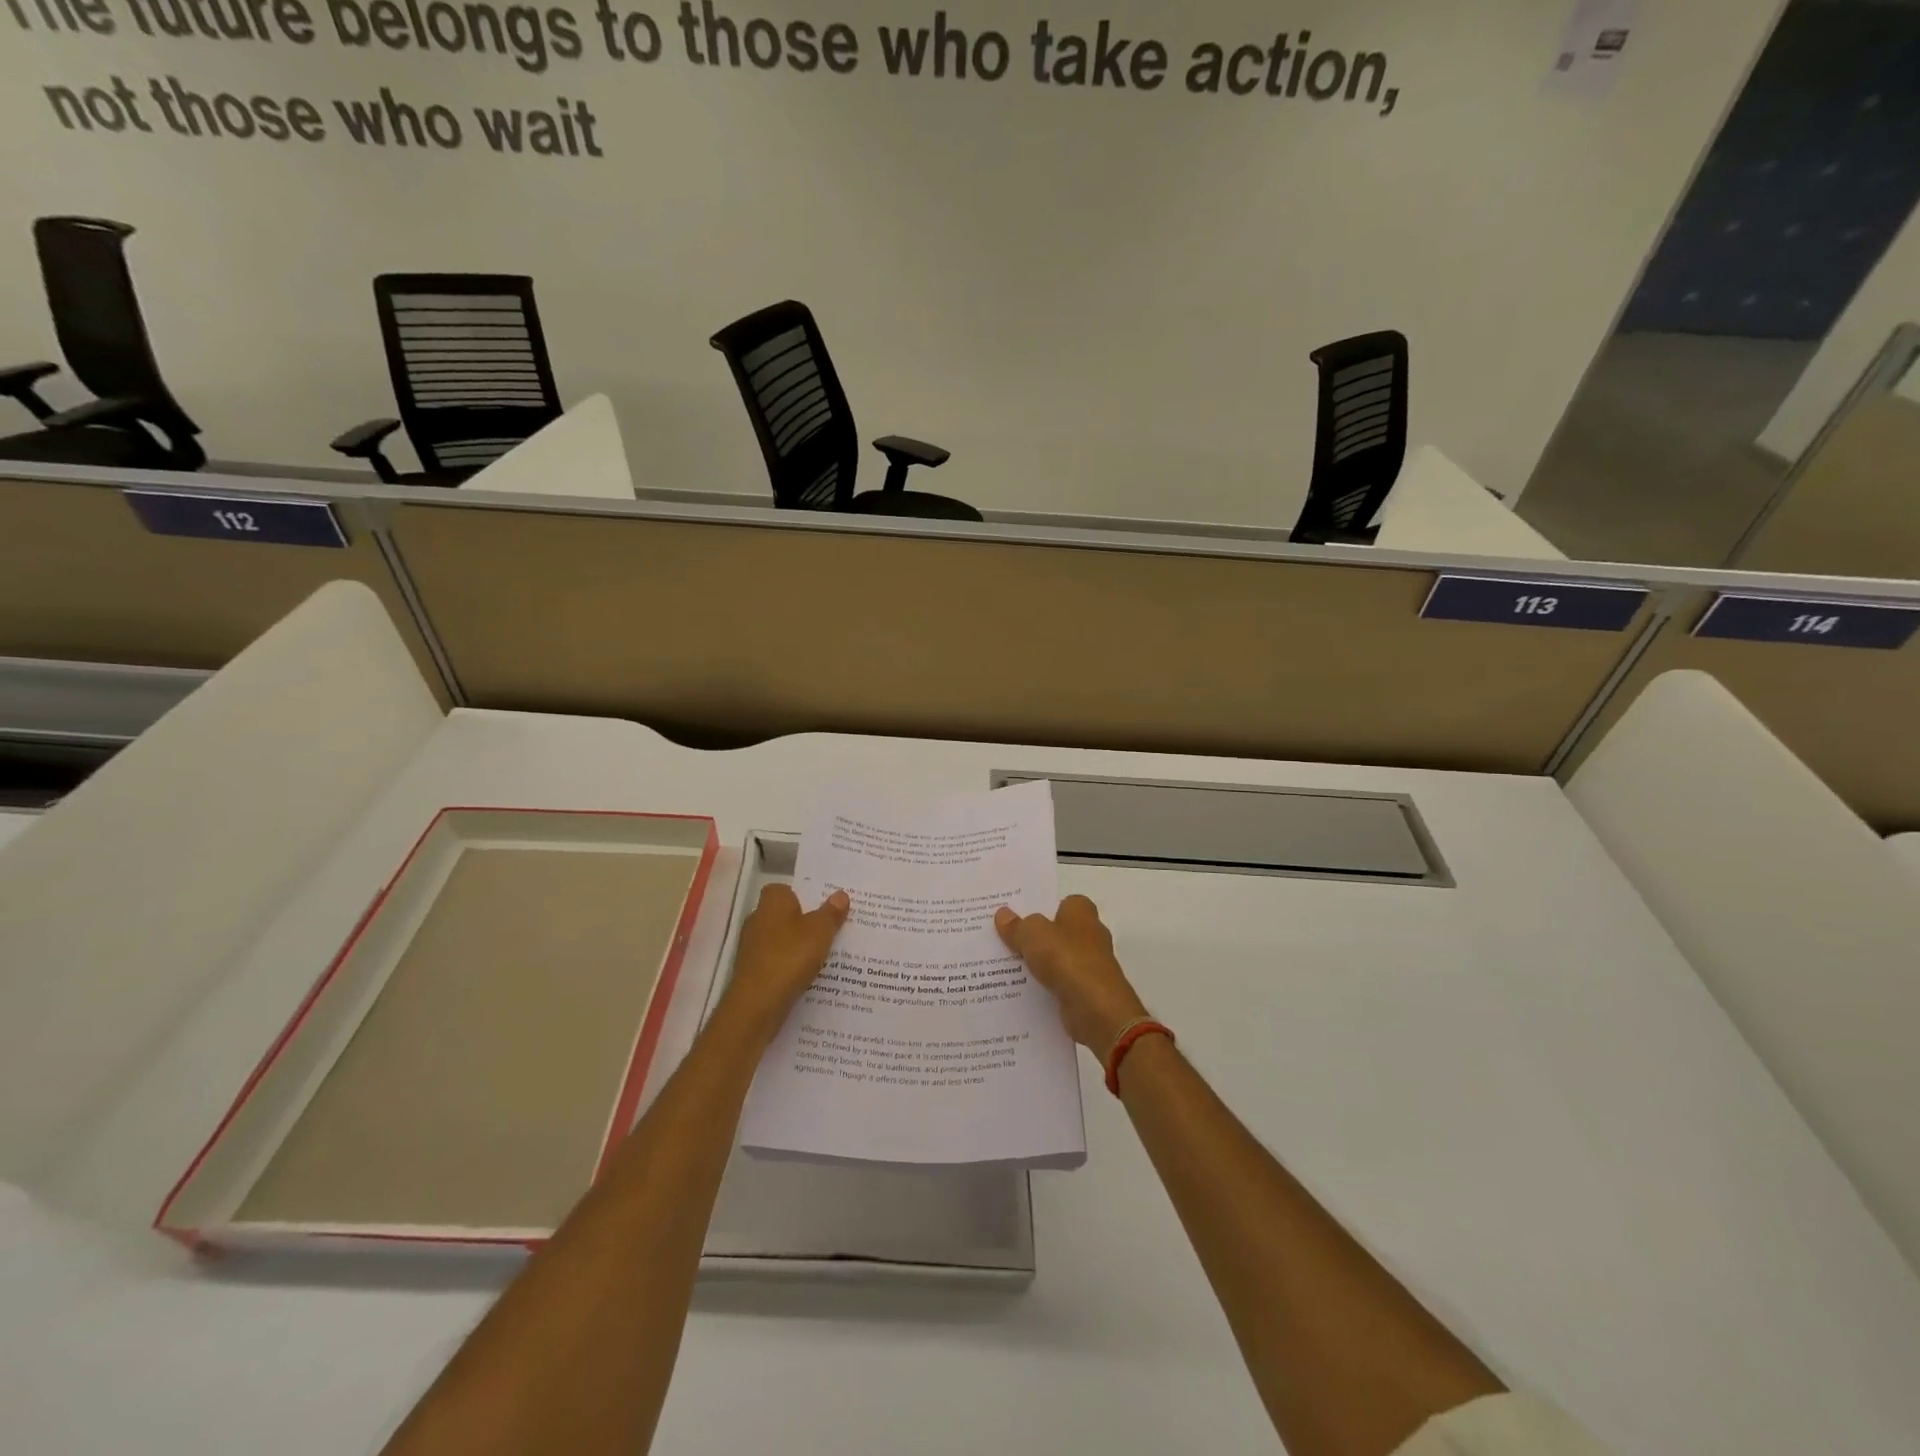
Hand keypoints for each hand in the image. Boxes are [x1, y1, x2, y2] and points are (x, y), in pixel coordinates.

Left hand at [719, 884, 849, 1042]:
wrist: (757, 1004)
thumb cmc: (789, 957)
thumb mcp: (820, 931)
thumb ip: (831, 913)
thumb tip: (840, 895)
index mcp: (772, 902)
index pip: (785, 889)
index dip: (803, 895)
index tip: (823, 906)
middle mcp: (757, 920)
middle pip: (784, 914)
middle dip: (804, 921)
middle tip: (831, 928)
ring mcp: (752, 947)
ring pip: (781, 939)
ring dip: (798, 946)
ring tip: (825, 954)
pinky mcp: (753, 971)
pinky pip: (777, 961)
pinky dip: (790, 966)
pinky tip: (808, 975)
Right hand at [995, 895, 1149, 1053]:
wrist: (1097, 1009)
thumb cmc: (1067, 959)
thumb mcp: (1032, 935)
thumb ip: (1017, 925)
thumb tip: (1003, 914)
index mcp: (1082, 913)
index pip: (1065, 902)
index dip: (1044, 907)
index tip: (1020, 915)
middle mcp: (1090, 936)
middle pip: (1059, 931)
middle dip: (1037, 936)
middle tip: (1005, 939)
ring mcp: (1091, 966)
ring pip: (1058, 960)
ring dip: (1039, 964)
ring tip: (1005, 967)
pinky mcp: (1087, 992)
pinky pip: (1060, 985)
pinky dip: (1045, 988)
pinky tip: (1021, 991)